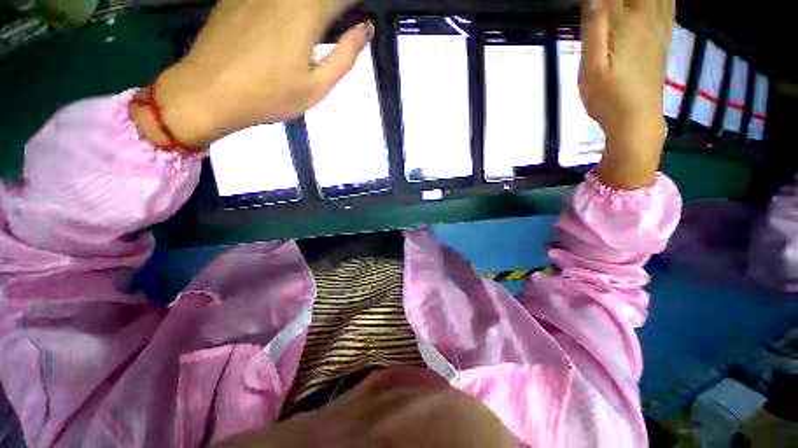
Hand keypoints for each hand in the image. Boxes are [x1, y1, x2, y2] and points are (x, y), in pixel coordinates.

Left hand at [132, 0, 372, 147]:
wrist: (209, 91)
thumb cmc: (270, 95)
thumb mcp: (317, 86)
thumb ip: (345, 56)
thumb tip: (365, 30)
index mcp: (307, 11)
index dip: (353, 4)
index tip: (356, 18)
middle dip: (331, 8)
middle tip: (335, 26)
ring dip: (310, 9)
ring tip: (312, 31)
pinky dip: (287, 8)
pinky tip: (281, 27)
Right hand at [580, 0, 673, 188]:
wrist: (637, 121)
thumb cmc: (608, 98)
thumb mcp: (592, 69)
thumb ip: (593, 31)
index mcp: (625, 23)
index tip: (586, 4)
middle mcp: (647, 17)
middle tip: (605, 4)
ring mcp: (659, 27)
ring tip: (623, 4)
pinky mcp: (664, 38)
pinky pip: (669, 4)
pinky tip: (654, 2)